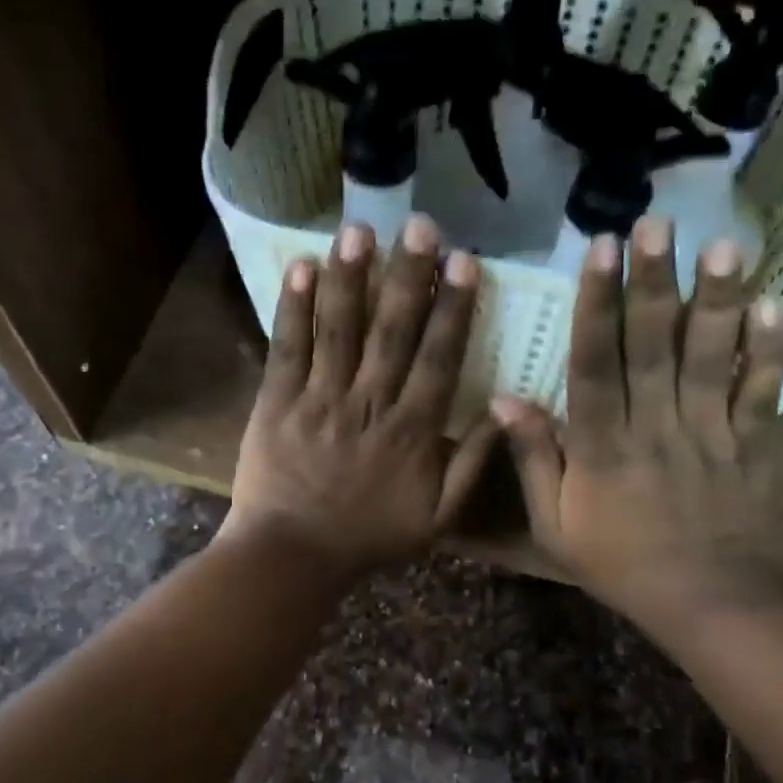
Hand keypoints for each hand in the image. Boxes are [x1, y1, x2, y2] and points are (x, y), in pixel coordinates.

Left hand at [222, 214, 500, 577]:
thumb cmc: (370, 537)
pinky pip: (287, 348)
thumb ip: (473, 465)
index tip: (464, 261)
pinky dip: (293, 307)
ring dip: (352, 277)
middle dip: (408, 276)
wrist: (293, 556)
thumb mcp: (438, 517)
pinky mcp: (276, 402)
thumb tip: (507, 410)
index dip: (453, 308)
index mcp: (412, 431)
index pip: (439, 358)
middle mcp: (369, 404)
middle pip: (392, 332)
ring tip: (360, 229)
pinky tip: (301, 266)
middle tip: (419, 225)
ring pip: (340, 330)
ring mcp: (319, 400)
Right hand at [492, 216, 782, 633]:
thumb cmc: (619, 563)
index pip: (594, 365)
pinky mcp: (752, 445)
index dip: (596, 306)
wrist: (706, 601)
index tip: (597, 253)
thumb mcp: (554, 525)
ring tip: (721, 247)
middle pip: (653, 346)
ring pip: (709, 359)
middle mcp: (655, 428)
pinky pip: (761, 393)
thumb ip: (533, 460)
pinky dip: (769, 351)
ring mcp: (708, 433)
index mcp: (602, 447)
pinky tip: (773, 304)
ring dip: (715, 301)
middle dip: (653, 283)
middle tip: (657, 224)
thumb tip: (506, 398)